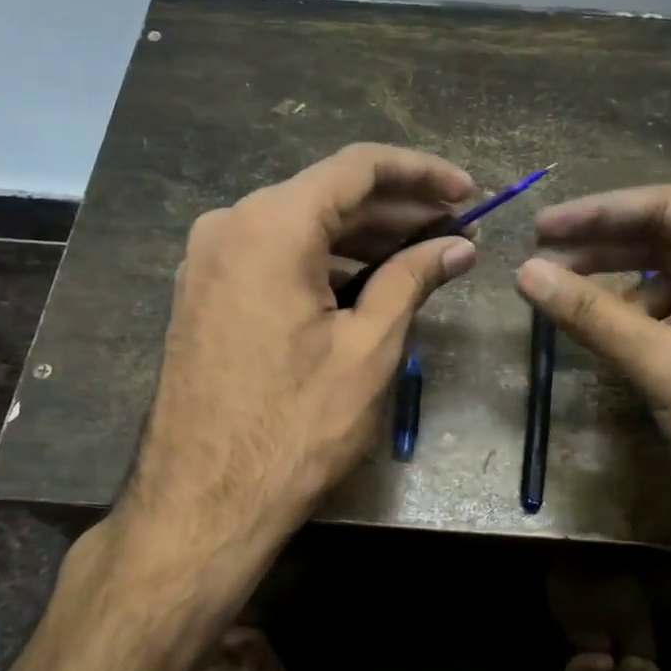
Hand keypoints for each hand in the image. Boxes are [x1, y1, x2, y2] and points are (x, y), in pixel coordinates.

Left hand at [122, 144, 475, 581]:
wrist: (202, 502)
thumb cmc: (295, 426)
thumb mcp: (368, 349)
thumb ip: (413, 280)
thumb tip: (458, 246)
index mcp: (271, 225)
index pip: (358, 168)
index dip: (421, 173)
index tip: (468, 192)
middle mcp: (230, 225)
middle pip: (327, 195)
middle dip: (396, 208)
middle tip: (455, 227)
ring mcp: (209, 259)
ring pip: (300, 227)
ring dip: (362, 237)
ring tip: (423, 253)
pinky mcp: (205, 292)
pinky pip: (274, 256)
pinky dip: (324, 262)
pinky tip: (368, 281)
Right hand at [515, 186, 670, 581]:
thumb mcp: (667, 366)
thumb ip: (593, 314)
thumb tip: (526, 273)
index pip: (667, 208)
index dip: (597, 214)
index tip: (541, 228)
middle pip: (670, 242)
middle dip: (605, 251)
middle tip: (542, 260)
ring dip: (624, 291)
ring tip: (575, 307)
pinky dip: (649, 324)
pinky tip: (620, 340)